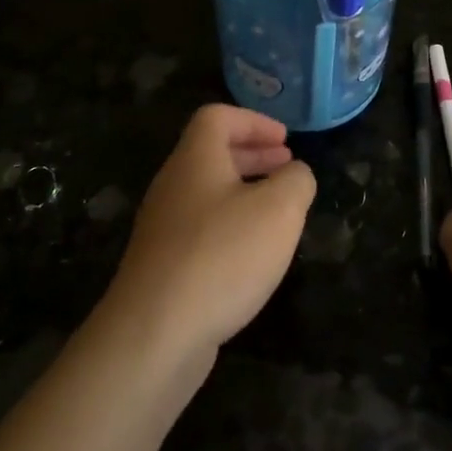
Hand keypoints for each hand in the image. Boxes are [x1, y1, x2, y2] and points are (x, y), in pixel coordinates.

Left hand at [105, 104, 315, 361]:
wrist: (154, 333)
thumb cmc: (222, 256)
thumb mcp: (279, 210)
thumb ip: (296, 182)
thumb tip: (295, 175)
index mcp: (195, 159)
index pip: (217, 117)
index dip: (254, 121)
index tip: (286, 141)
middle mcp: (173, 185)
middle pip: (210, 153)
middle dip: (253, 155)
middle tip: (287, 166)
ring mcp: (163, 227)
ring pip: (206, 192)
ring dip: (244, 191)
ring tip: (278, 211)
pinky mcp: (162, 265)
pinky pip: (200, 228)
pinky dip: (230, 226)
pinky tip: (252, 254)